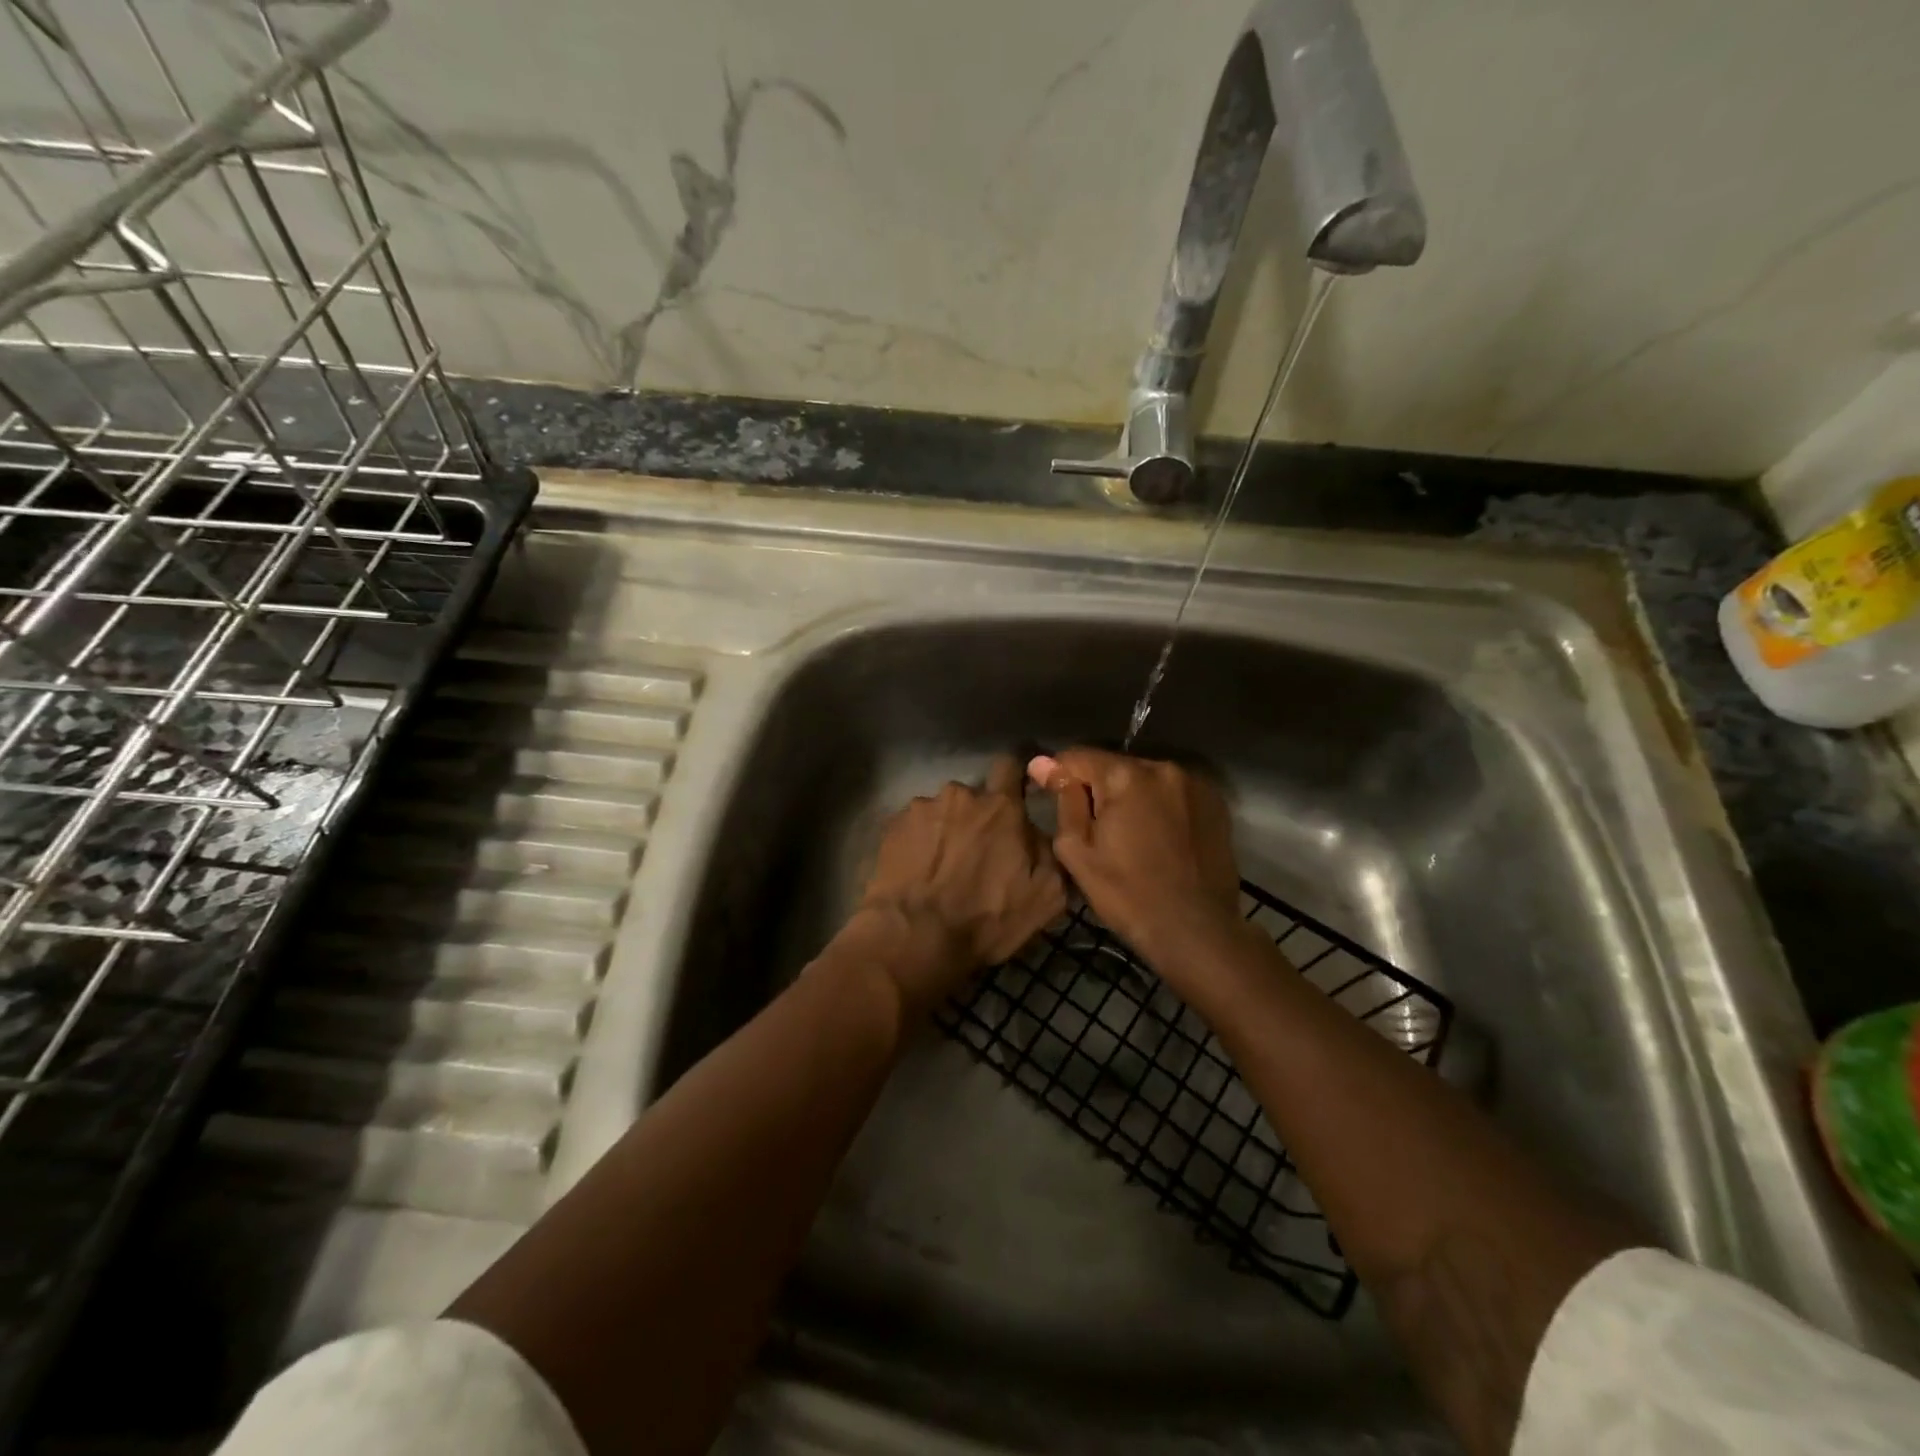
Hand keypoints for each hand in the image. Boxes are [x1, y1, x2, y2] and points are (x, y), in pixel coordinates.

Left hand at [855, 754, 1066, 1012]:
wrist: (913, 937)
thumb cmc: (986, 918)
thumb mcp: (1045, 897)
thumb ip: (1051, 853)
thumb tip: (1040, 834)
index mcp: (1001, 807)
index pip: (1010, 766)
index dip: (1012, 779)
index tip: (1014, 797)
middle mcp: (960, 795)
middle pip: (973, 797)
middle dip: (977, 818)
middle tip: (975, 854)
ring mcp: (921, 808)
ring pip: (941, 811)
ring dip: (946, 830)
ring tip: (941, 867)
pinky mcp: (892, 825)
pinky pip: (914, 826)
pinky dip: (919, 842)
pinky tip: (918, 871)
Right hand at [1029, 749, 1247, 982]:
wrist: (1195, 931)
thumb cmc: (1127, 894)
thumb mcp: (1077, 851)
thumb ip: (1063, 800)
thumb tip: (1042, 763)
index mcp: (1125, 776)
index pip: (1078, 757)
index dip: (1060, 777)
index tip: (1056, 802)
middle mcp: (1163, 767)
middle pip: (1115, 767)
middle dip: (1100, 790)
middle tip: (1097, 831)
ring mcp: (1195, 783)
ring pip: (1145, 779)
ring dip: (1132, 798)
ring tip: (1131, 838)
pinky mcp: (1215, 803)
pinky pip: (1173, 793)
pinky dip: (1161, 807)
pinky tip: (1160, 840)